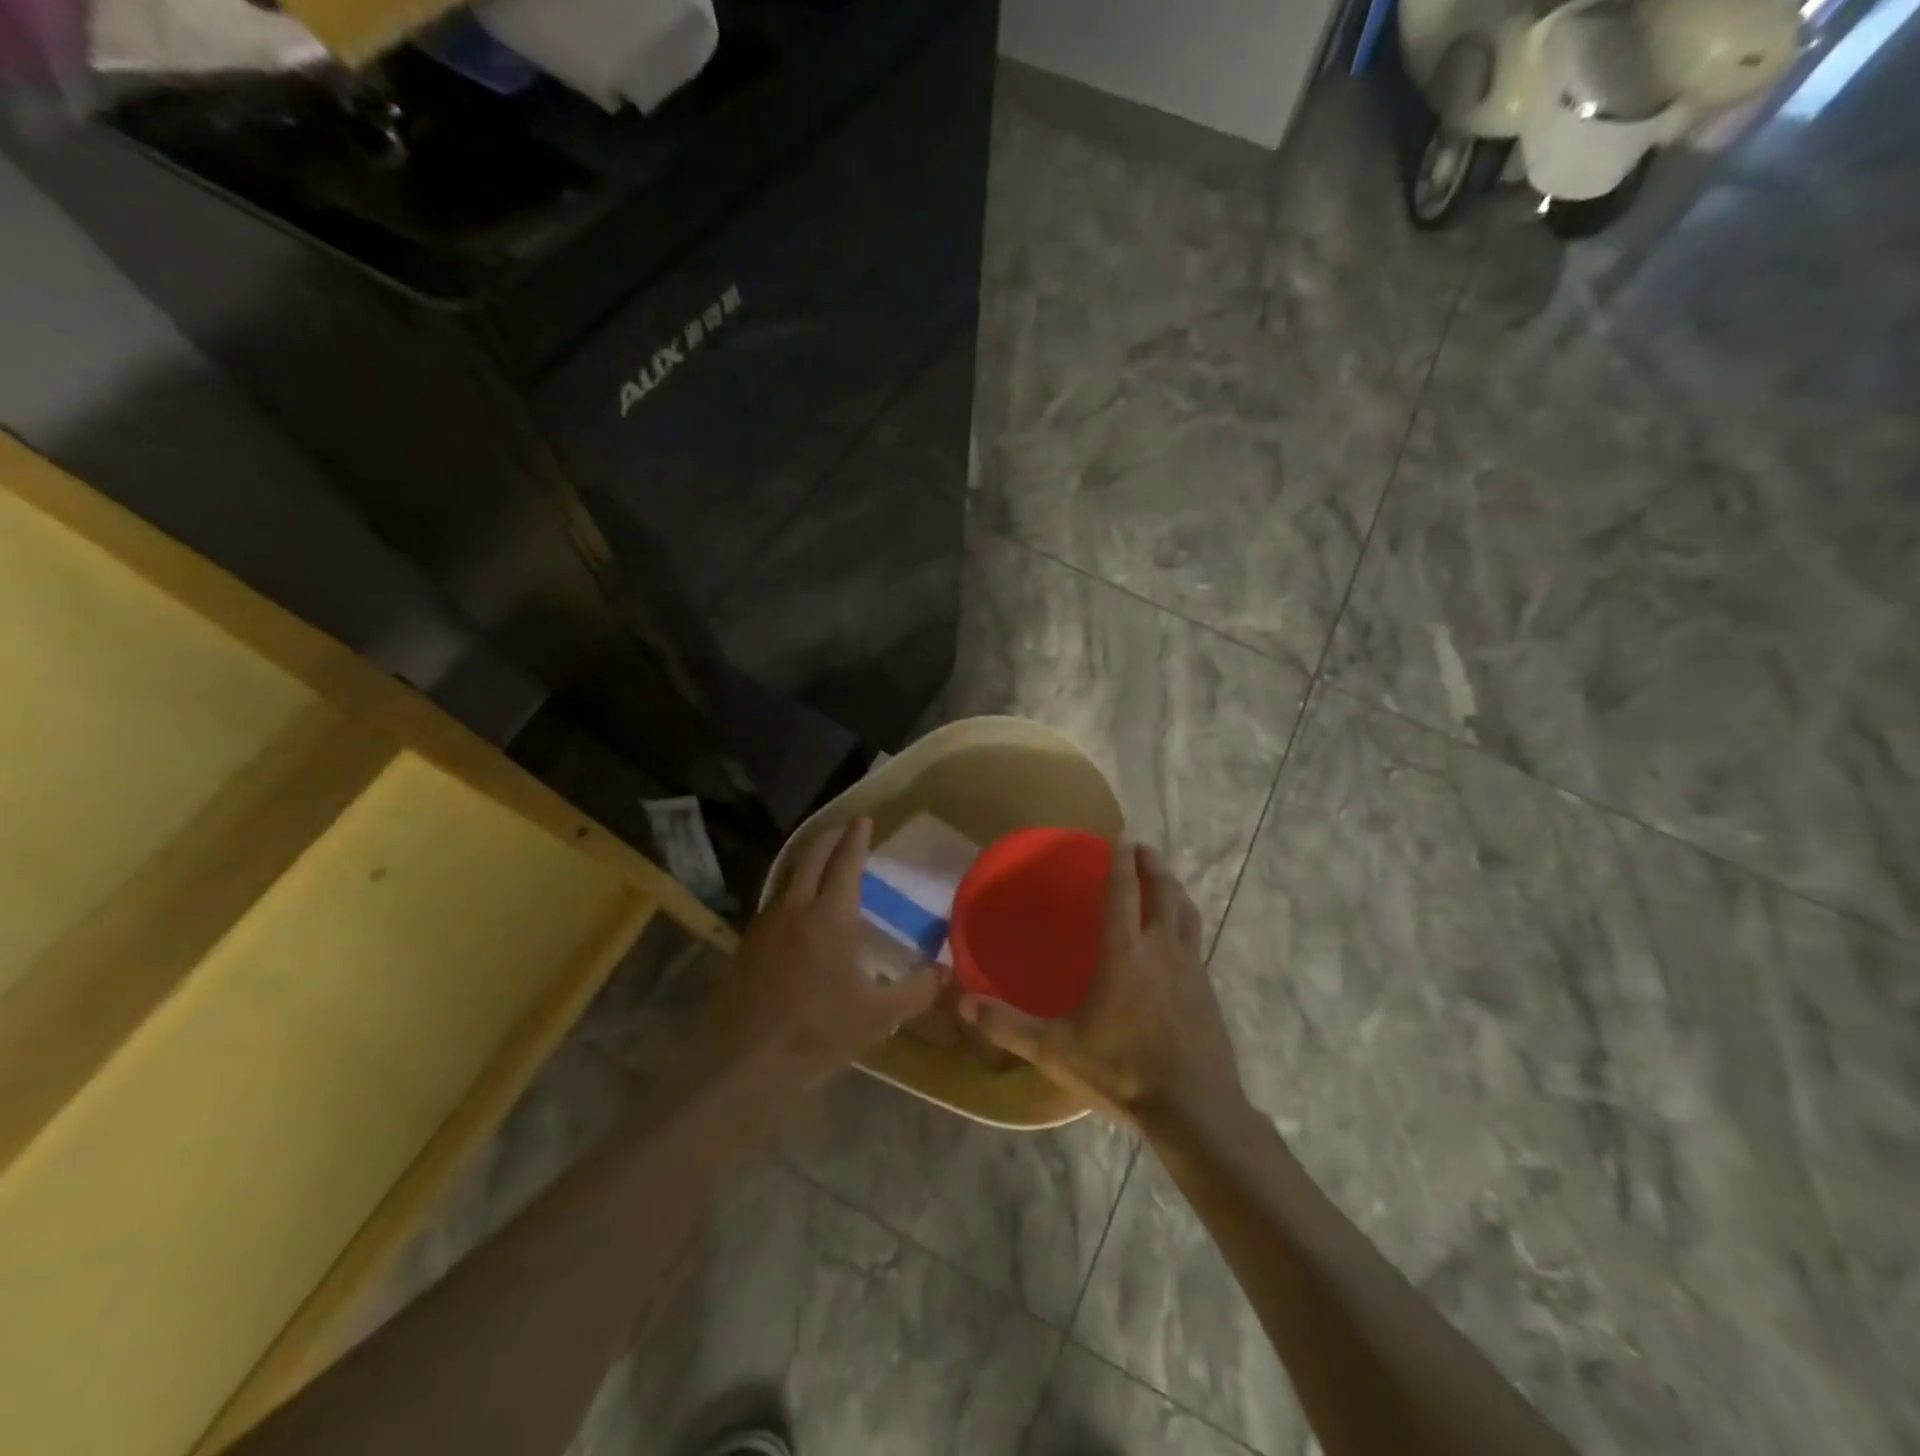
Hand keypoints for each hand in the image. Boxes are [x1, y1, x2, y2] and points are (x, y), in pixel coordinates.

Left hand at [704, 817, 941, 1087]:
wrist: (741, 1062)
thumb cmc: (815, 1032)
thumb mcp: (878, 1017)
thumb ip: (916, 990)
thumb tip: (945, 971)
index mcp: (830, 916)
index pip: (846, 862)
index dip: (857, 838)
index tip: (863, 819)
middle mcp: (794, 908)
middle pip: (810, 857)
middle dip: (829, 838)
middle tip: (843, 828)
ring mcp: (765, 925)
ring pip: (787, 877)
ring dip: (806, 861)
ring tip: (821, 861)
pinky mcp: (746, 945)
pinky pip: (773, 903)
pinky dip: (790, 890)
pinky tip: (796, 911)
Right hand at [958, 842, 1245, 1130]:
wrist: (1194, 1109)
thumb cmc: (1121, 1070)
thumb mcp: (1055, 1049)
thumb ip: (1007, 1025)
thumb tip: (962, 1003)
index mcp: (1124, 953)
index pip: (1123, 892)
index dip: (1120, 862)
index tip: (1120, 838)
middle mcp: (1161, 949)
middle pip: (1163, 892)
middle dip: (1153, 865)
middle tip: (1142, 849)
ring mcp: (1191, 967)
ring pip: (1186, 912)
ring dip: (1175, 889)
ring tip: (1165, 881)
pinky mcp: (1208, 989)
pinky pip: (1196, 940)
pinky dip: (1186, 922)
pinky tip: (1179, 938)